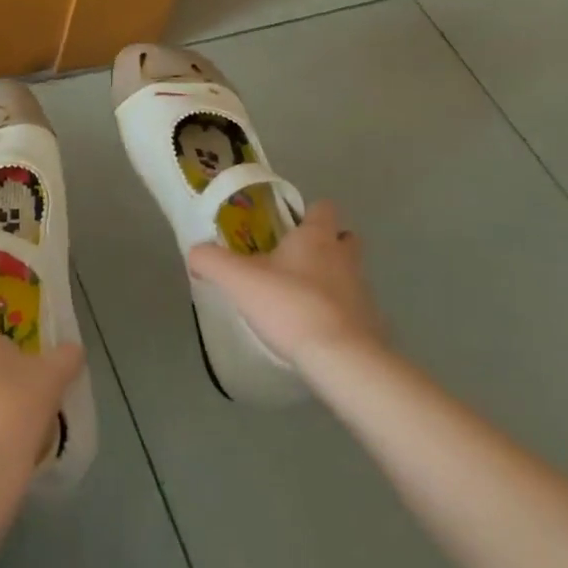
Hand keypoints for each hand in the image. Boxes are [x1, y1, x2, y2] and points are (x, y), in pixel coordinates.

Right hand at [187, 199, 385, 369]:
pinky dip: (339, 314)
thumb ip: (211, 261)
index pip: (322, 208)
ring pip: (350, 274)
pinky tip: (315, 330)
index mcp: (316, 237)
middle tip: (296, 259)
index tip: (287, 226)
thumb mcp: (237, 280)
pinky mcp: (372, 324)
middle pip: (344, 238)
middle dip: (326, 244)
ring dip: (332, 280)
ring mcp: (363, 291)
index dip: (308, 213)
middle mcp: (344, 258)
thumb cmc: (290, 305)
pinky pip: (354, 310)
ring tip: (300, 298)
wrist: (341, 358)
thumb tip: (195, 253)